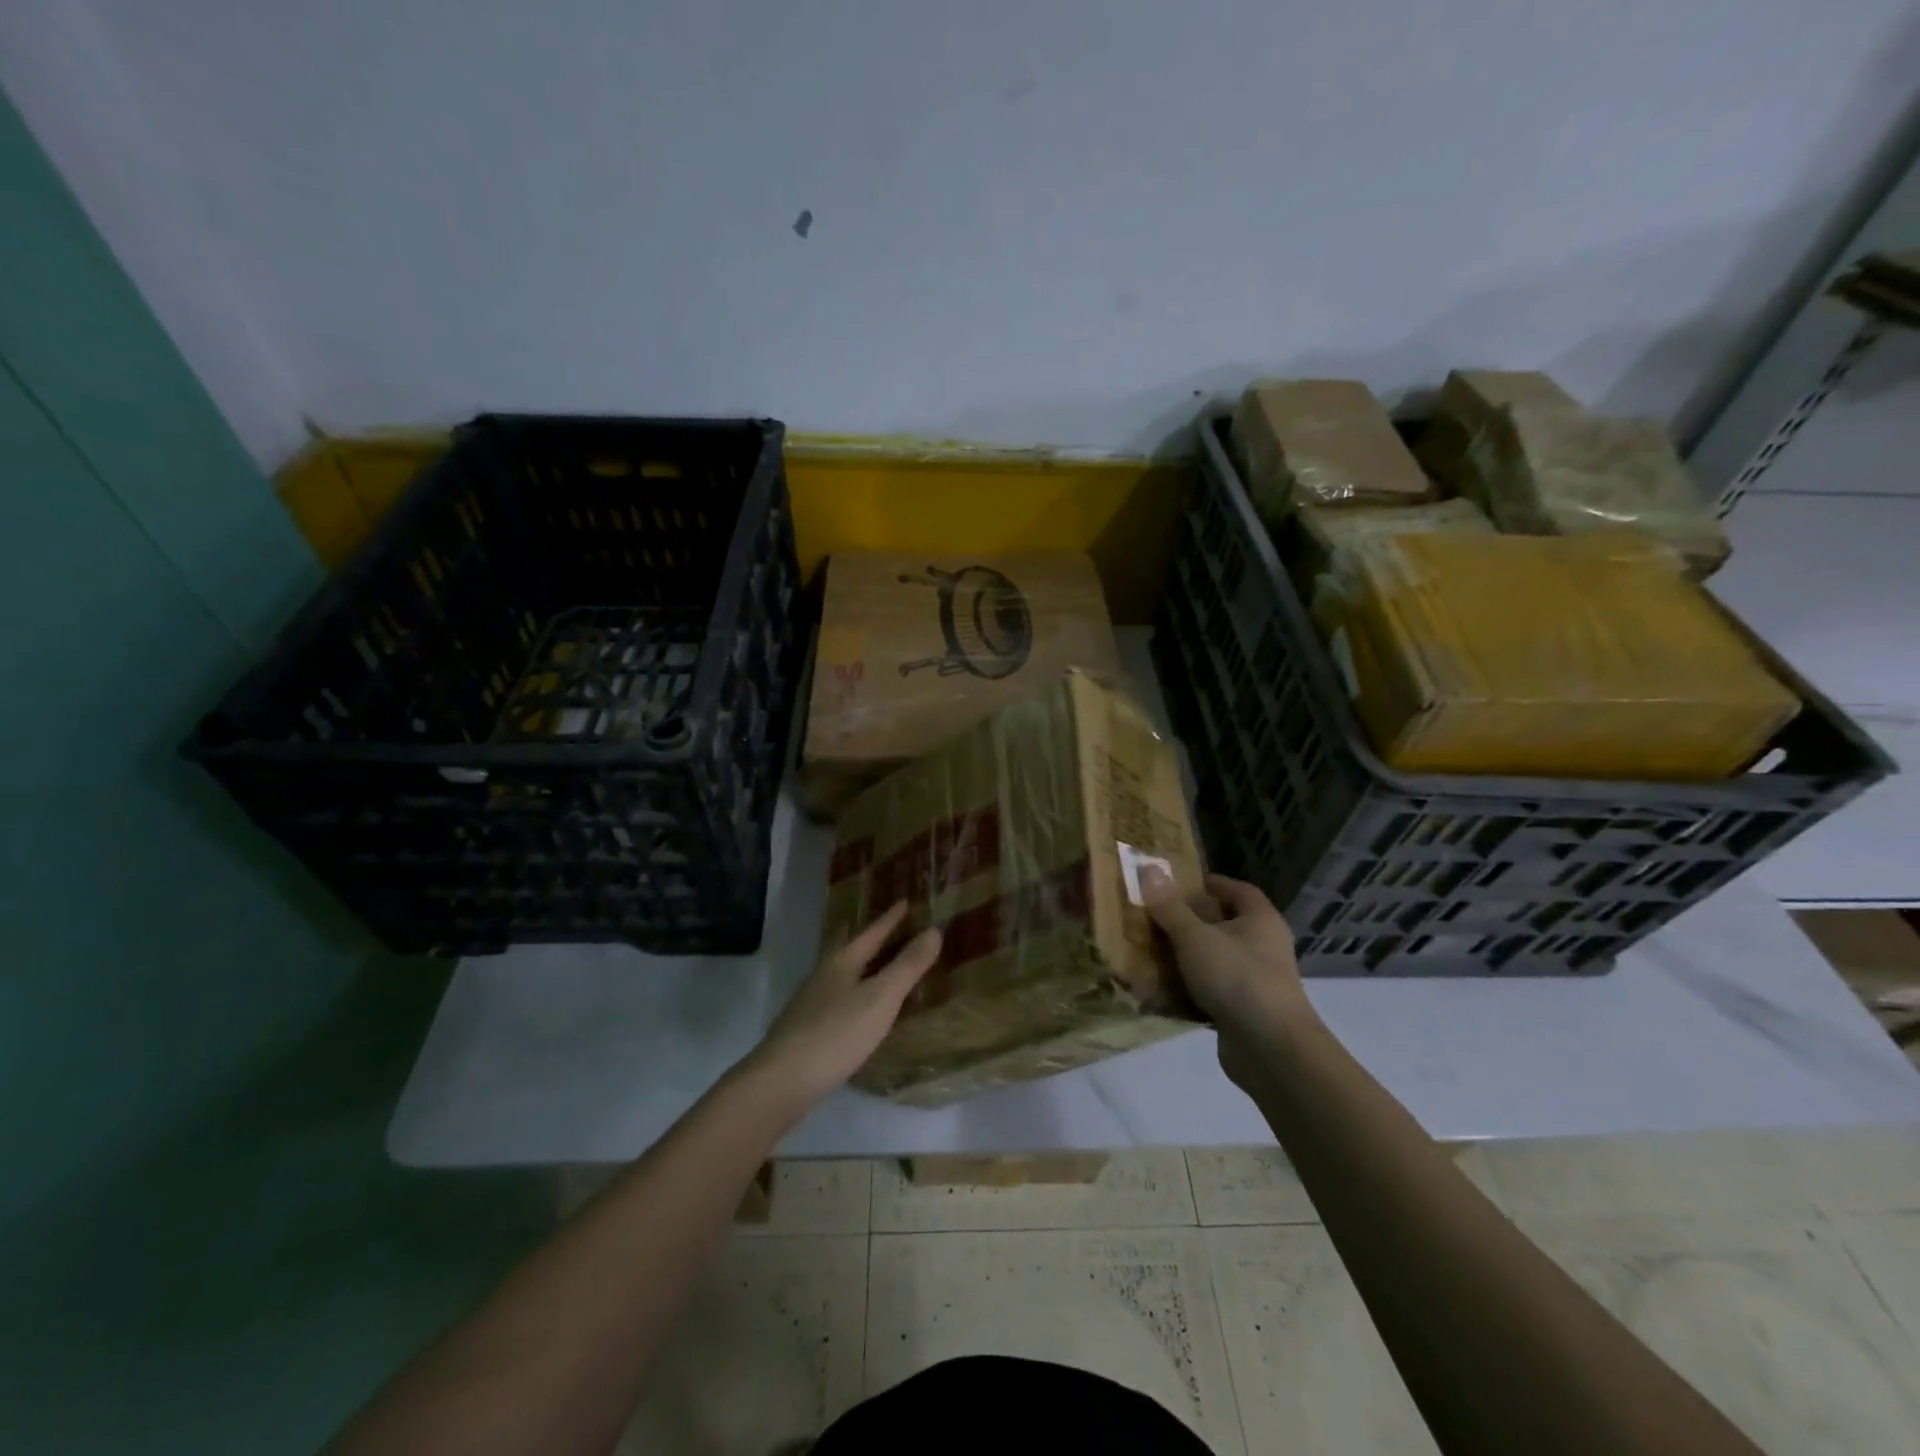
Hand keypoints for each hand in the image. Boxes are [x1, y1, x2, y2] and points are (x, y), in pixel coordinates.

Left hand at [744, 901, 942, 1107]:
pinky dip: (860, 996)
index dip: (892, 918)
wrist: (781, 1082)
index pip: (873, 932)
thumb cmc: (836, 1033)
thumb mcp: (880, 998)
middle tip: (902, 931)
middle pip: (856, 950)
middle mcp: (824, 975)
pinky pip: (842, 1000)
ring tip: (888, 969)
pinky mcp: (808, 1029)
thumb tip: (934, 930)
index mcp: (842, 961)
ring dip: (869, 969)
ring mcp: (812, 1003)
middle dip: (879, 941)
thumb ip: (907, 966)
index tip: (906, 901)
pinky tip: (866, 1012)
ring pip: (847, 976)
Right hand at [1140, 868, 1313, 1089]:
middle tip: (1154, 916)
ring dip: (1185, 957)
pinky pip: (1210, 992)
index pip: (1238, 890)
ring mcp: (1256, 982)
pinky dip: (1187, 990)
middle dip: (1189, 921)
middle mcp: (1263, 947)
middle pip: (1223, 925)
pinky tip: (1157, 992)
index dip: (1210, 884)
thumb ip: (1170, 907)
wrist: (1271, 1050)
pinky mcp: (1243, 1012)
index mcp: (1261, 921)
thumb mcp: (1195, 937)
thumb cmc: (1237, 978)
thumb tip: (1149, 869)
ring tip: (1148, 951)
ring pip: (1214, 960)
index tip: (1177, 884)